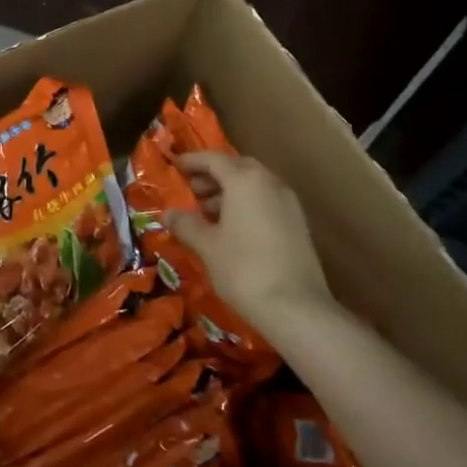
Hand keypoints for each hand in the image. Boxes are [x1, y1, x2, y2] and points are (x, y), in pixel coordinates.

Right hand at [167, 150, 334, 329]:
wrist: (296, 307)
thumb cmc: (243, 269)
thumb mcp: (207, 246)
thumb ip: (186, 224)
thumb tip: (168, 214)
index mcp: (245, 181)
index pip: (214, 159)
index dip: (192, 161)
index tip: (175, 166)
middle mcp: (269, 183)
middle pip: (238, 168)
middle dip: (213, 175)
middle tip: (192, 192)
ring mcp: (288, 203)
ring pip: (254, 185)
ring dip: (230, 192)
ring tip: (208, 214)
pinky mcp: (298, 224)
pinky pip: (267, 201)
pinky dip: (247, 205)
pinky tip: (232, 230)